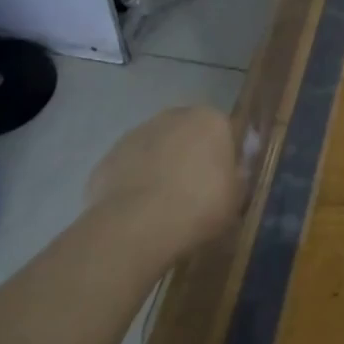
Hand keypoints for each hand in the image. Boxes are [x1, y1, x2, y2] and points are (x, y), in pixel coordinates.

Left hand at [86, 106, 242, 257]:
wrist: (137, 226)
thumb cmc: (200, 205)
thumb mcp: (236, 198)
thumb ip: (236, 179)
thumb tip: (232, 175)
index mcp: (210, 120)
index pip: (222, 132)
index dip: (222, 159)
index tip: (221, 184)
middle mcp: (173, 117)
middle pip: (186, 135)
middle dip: (188, 157)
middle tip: (192, 194)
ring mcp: (135, 135)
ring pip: (154, 151)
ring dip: (159, 169)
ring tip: (161, 208)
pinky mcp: (107, 159)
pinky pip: (127, 170)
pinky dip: (132, 185)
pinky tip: (136, 214)